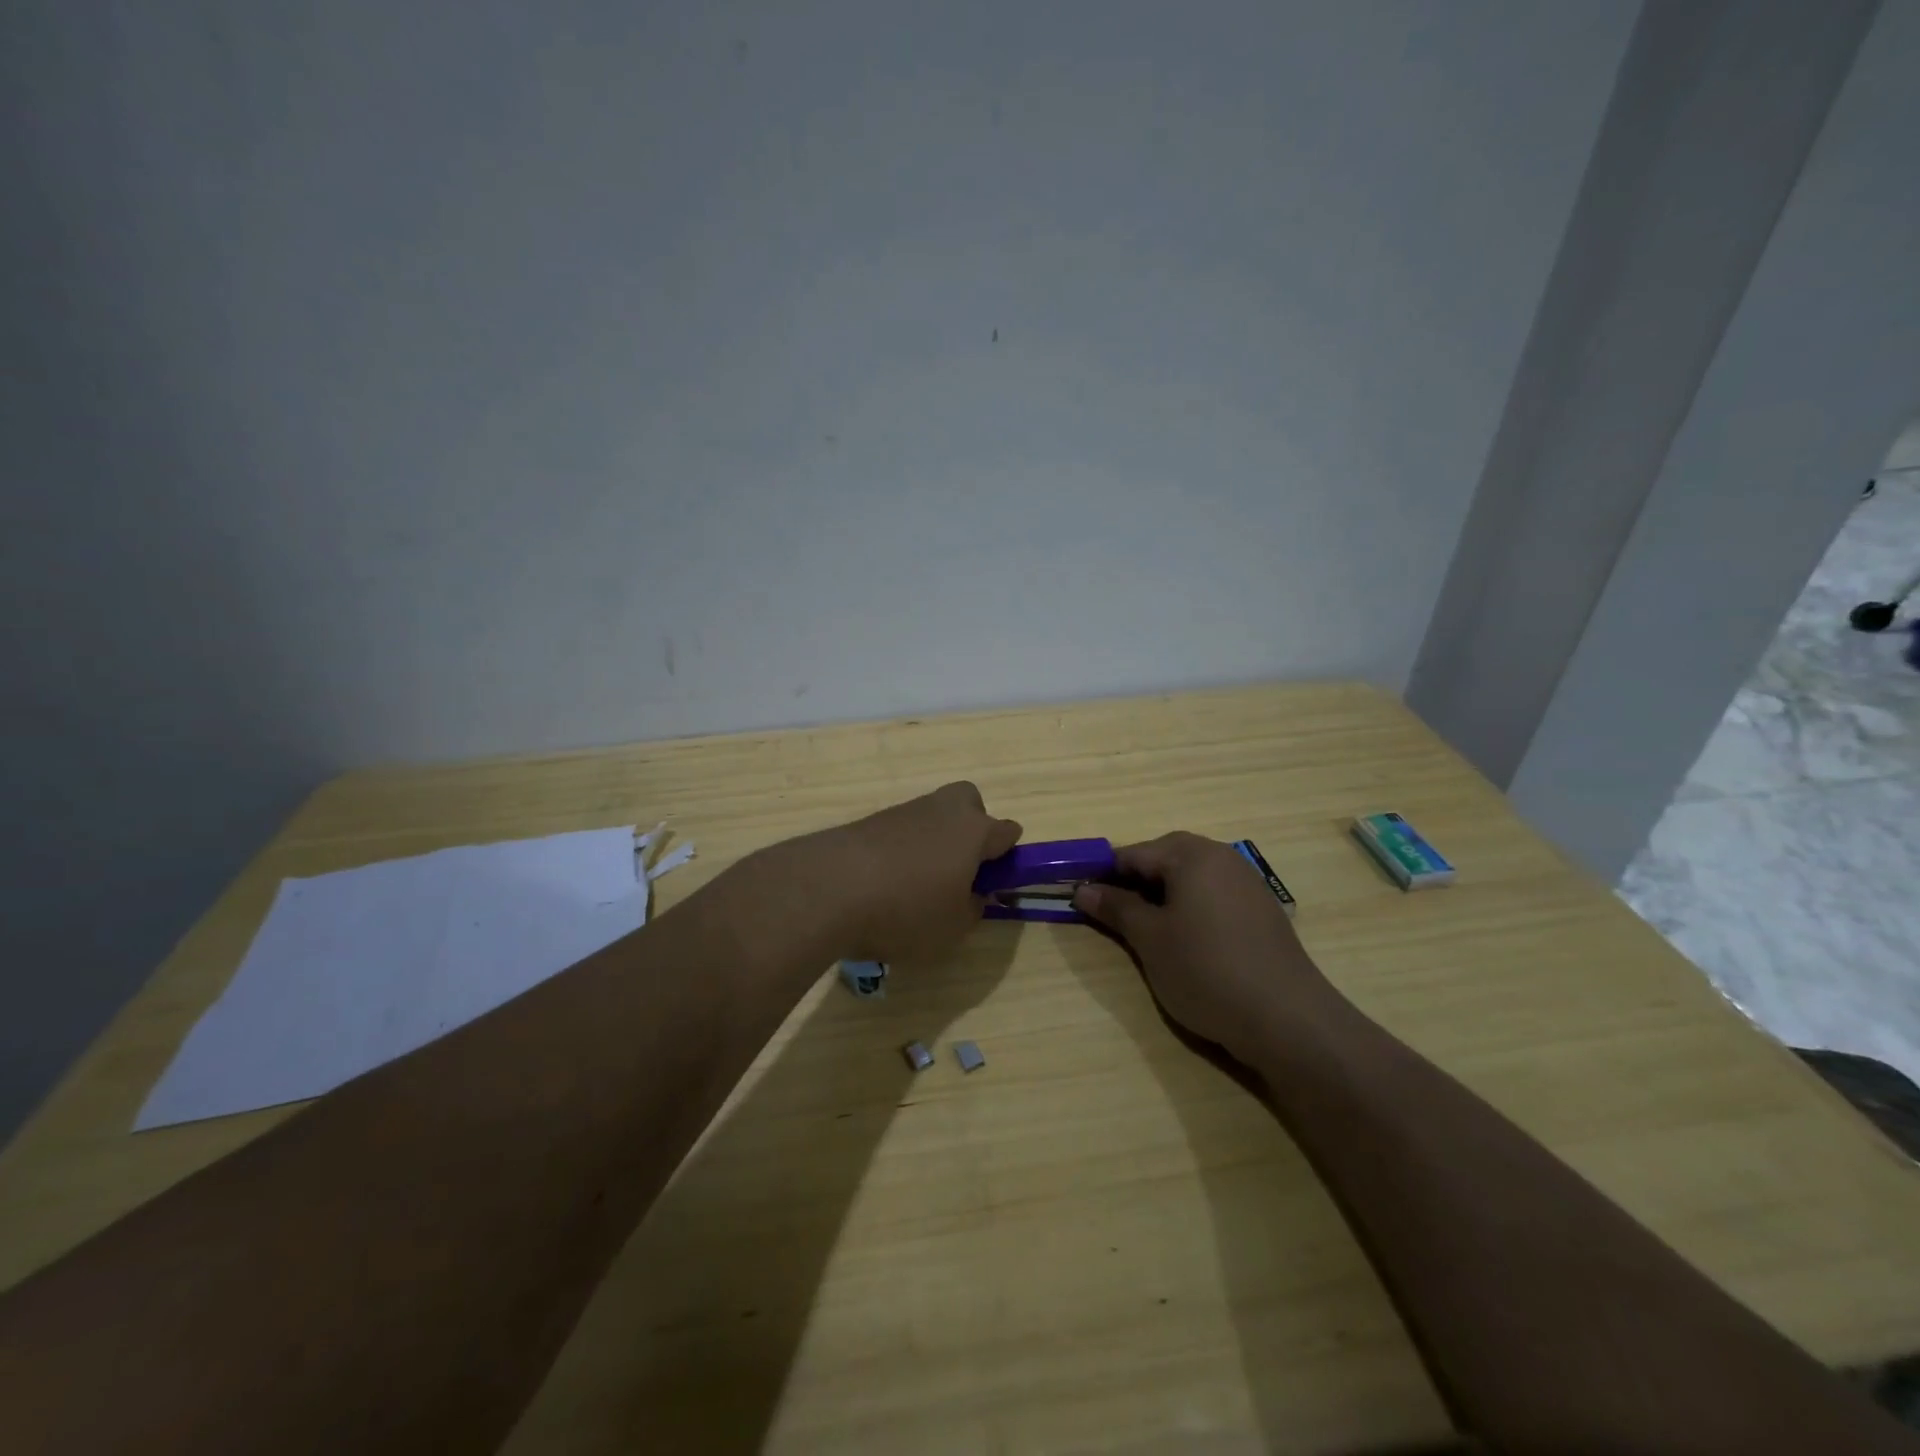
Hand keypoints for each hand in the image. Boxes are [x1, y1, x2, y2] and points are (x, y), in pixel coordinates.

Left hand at [818, 782, 1021, 963]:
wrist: (830, 888)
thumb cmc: (907, 909)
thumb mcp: (953, 927)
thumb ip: (973, 908)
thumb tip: (973, 893)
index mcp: (974, 831)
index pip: (1007, 832)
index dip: (1006, 857)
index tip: (993, 885)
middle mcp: (943, 810)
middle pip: (969, 804)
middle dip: (970, 829)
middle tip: (958, 869)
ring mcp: (905, 811)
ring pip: (932, 817)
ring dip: (932, 842)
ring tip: (915, 887)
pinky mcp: (871, 820)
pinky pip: (901, 830)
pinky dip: (901, 850)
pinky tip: (885, 883)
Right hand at [1072, 832, 1335, 1064]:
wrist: (1288, 1019)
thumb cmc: (1206, 970)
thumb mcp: (1150, 939)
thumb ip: (1116, 908)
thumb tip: (1083, 889)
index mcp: (1191, 855)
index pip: (1133, 854)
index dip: (1104, 876)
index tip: (1083, 900)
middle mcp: (1221, 858)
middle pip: (1164, 858)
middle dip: (1135, 884)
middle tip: (1115, 918)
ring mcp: (1246, 883)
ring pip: (1190, 878)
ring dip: (1163, 896)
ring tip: (1148, 933)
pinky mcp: (1262, 911)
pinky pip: (1214, 896)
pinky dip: (1191, 909)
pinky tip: (1188, 942)